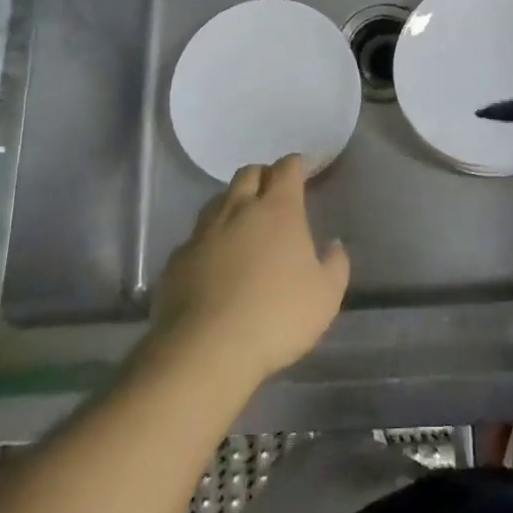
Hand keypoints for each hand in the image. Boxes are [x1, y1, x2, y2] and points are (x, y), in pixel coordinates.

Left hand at [149, 155, 349, 386]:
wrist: (207, 349)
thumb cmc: (277, 316)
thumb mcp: (326, 296)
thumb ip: (335, 264)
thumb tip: (333, 245)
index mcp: (278, 210)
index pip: (287, 168)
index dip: (296, 164)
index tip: (304, 168)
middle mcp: (238, 209)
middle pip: (248, 173)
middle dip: (263, 175)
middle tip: (273, 191)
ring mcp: (203, 233)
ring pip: (218, 200)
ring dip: (232, 202)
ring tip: (242, 221)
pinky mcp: (177, 259)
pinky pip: (195, 237)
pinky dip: (209, 239)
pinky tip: (213, 260)